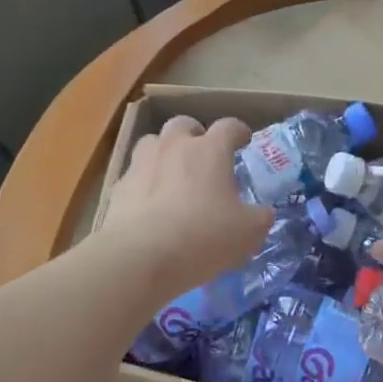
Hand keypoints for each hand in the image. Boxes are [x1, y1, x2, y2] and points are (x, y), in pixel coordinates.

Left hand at [99, 116, 273, 301]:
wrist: (141, 257)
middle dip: (195, 134)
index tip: (244, 139)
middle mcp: (174, 146)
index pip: (229, 126)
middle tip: (203, 154)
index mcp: (210, 150)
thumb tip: (263, 212)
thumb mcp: (248, 232)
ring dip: (164, 152)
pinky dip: (144, 182)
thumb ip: (260, 217)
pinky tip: (149, 203)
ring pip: (152, 142)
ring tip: (172, 173)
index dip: (238, 131)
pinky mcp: (119, 187)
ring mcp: (141, 163)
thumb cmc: (203, 237)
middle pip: (183, 124)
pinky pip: (134, 175)